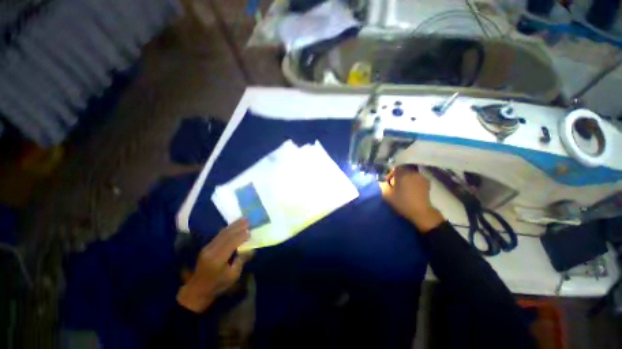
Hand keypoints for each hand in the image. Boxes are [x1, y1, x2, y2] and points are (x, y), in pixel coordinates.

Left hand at [177, 219, 252, 312]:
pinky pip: (219, 235)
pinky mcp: (206, 247)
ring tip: (243, 219)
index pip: (231, 243)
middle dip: (238, 226)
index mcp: (217, 259)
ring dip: (233, 225)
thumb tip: (251, 249)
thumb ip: (241, 260)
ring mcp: (207, 247)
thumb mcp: (233, 276)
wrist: (197, 290)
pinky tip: (233, 225)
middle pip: (226, 235)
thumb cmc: (218, 284)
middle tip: (248, 220)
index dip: (241, 236)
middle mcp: (211, 250)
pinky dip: (228, 228)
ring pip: (222, 233)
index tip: (250, 231)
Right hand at [380, 166, 444, 232]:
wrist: (421, 212)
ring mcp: (421, 177)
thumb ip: (383, 185)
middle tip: (395, 185)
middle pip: (403, 170)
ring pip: (410, 174)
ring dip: (406, 179)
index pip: (394, 169)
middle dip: (398, 176)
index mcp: (402, 174)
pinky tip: (411, 189)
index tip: (388, 183)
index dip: (390, 175)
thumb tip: (383, 181)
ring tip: (404, 188)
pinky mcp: (426, 182)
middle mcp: (412, 172)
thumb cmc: (402, 202)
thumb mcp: (387, 195)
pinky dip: (413, 181)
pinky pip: (416, 178)